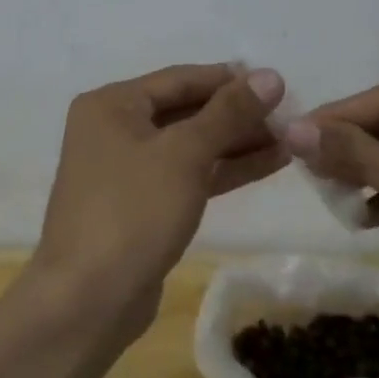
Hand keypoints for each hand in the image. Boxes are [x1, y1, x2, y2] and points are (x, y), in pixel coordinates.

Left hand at [34, 63, 286, 327]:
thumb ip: (229, 112)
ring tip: (289, 139)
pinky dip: (224, 169)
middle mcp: (115, 129)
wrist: (88, 301)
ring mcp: (128, 170)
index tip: (276, 82)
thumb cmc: (132, 212)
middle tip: (288, 114)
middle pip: (186, 111)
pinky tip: (268, 163)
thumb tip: (271, 76)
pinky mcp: (143, 206)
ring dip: (237, 142)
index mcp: (112, 105)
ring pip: (191, 145)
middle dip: (236, 114)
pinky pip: (188, 175)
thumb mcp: (184, 154)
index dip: (230, 79)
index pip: (180, 79)